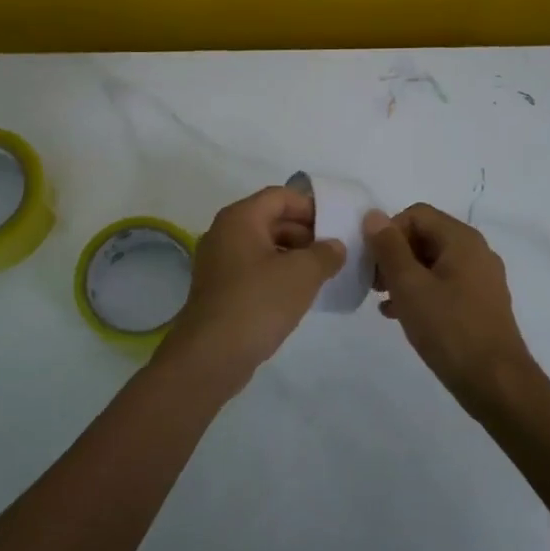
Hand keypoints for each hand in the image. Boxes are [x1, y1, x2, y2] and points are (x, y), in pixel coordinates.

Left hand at [156, 186, 345, 396]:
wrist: (212, 354)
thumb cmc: (259, 302)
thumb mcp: (302, 274)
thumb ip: (325, 254)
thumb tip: (335, 246)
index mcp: (240, 218)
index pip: (281, 196)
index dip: (311, 207)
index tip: (337, 226)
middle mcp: (224, 232)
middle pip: (271, 219)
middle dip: (305, 233)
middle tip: (334, 252)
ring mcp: (219, 262)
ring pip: (263, 246)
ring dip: (293, 255)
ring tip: (323, 274)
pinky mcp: (220, 289)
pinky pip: (254, 269)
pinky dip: (277, 274)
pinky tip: (299, 293)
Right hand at [365, 203, 539, 412]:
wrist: (495, 382)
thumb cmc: (449, 328)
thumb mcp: (409, 285)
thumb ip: (389, 248)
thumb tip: (373, 215)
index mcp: (461, 240)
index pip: (416, 214)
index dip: (388, 232)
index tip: (372, 262)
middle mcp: (475, 252)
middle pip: (425, 236)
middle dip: (394, 254)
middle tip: (373, 282)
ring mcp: (480, 279)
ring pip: (432, 262)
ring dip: (403, 275)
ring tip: (382, 299)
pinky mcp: (479, 303)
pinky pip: (443, 284)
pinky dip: (420, 292)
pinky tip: (399, 314)